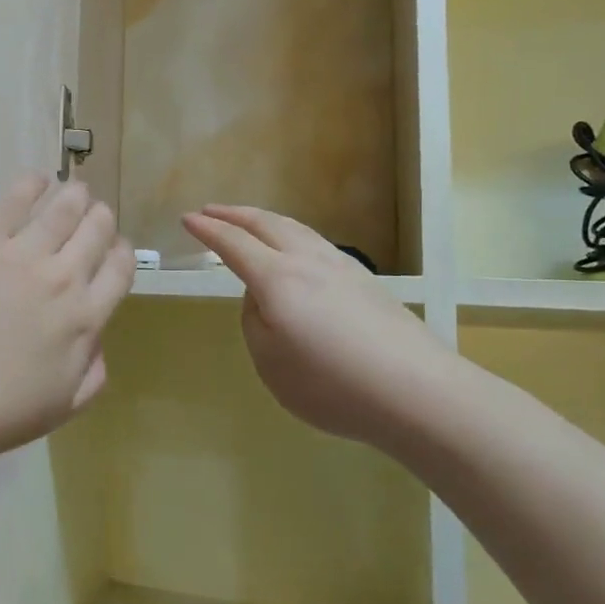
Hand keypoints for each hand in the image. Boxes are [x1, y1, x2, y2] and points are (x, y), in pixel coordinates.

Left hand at [0, 175, 135, 459]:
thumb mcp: (62, 407)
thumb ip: (92, 372)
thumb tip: (97, 340)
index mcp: (85, 319)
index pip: (119, 269)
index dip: (121, 253)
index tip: (113, 249)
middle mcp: (62, 278)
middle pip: (96, 230)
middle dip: (100, 219)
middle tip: (94, 215)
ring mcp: (20, 254)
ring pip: (62, 209)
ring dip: (75, 195)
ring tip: (75, 189)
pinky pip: (13, 200)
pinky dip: (32, 184)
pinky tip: (37, 180)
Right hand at [183, 205, 468, 446]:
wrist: (417, 392)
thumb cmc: (332, 384)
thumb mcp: (270, 362)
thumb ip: (255, 322)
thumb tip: (263, 298)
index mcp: (277, 278)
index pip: (233, 244)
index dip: (207, 230)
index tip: (187, 219)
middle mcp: (308, 261)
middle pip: (266, 224)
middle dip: (234, 214)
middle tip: (211, 210)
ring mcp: (342, 267)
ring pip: (296, 229)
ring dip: (265, 221)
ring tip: (250, 223)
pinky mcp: (367, 281)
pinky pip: (316, 243)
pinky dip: (292, 236)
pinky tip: (296, 250)